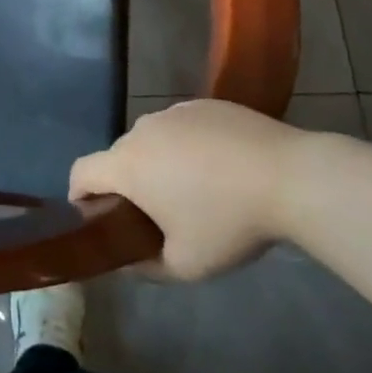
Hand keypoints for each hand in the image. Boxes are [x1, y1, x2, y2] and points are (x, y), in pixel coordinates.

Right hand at [69, 99, 304, 280]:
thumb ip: (145, 267)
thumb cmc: (228, 222)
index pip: (80, 173)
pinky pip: (182, 127)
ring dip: (159, 162)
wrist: (291, 177)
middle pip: (118, 157)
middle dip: (128, 183)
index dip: (80, 196)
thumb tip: (127, 263)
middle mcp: (140, 130)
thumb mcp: (185, 265)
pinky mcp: (205, 104)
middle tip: (158, 214)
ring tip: (197, 189)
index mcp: (125, 166)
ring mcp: (173, 112)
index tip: (100, 218)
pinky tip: (223, 166)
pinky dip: (189, 145)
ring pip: (151, 140)